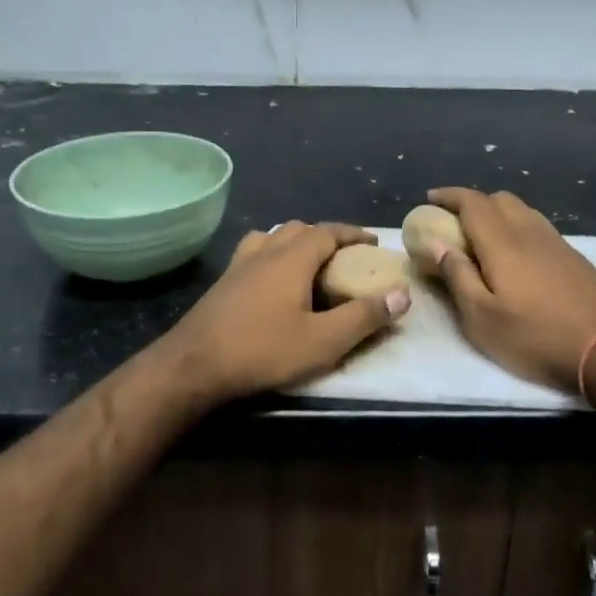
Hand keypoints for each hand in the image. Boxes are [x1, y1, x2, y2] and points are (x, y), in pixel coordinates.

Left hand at [164, 222, 409, 405]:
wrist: (193, 366)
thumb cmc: (263, 350)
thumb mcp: (323, 341)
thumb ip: (364, 317)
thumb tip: (402, 294)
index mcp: (292, 258)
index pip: (328, 231)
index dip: (352, 233)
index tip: (373, 243)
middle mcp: (264, 252)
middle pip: (299, 229)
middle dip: (325, 237)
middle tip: (344, 257)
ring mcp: (238, 265)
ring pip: (271, 238)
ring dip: (294, 243)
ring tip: (308, 264)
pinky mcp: (222, 283)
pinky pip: (252, 254)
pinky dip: (270, 256)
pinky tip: (270, 282)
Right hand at [426, 188, 595, 391]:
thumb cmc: (536, 337)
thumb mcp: (482, 318)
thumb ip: (457, 277)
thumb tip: (436, 244)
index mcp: (503, 242)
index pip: (472, 203)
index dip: (449, 196)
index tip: (430, 199)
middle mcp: (530, 232)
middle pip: (499, 199)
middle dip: (473, 203)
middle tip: (454, 223)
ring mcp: (557, 242)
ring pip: (522, 211)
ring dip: (498, 214)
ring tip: (482, 238)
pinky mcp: (574, 257)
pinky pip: (538, 227)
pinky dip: (518, 228)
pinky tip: (516, 256)